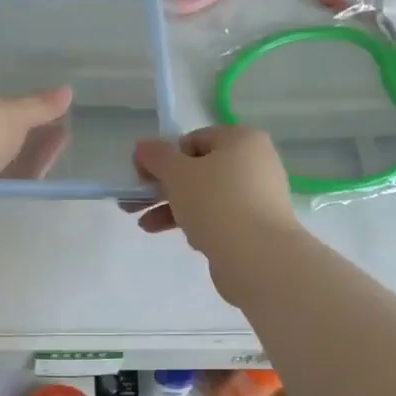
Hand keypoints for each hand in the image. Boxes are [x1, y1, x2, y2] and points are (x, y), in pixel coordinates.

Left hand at [0, 70, 72, 191]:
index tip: (30, 105)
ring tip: (59, 147)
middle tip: (57, 130)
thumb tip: (68, 91)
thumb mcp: (15, 113)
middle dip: (27, 127)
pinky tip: (40, 170)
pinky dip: (15, 168)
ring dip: (27, 148)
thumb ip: (41, 105)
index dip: (2, 94)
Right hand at [124, 126, 300, 300]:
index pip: (194, 140)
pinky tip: (186, 239)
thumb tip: (143, 146)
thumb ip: (157, 157)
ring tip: (146, 225)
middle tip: (136, 203)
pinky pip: (221, 218)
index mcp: (242, 140)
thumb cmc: (215, 203)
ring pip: (207, 196)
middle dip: (164, 187)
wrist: (257, 256)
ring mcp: (259, 196)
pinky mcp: (258, 225)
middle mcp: (256, 162)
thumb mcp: (178, 174)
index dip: (165, 157)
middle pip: (199, 170)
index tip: (144, 178)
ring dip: (173, 208)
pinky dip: (199, 223)